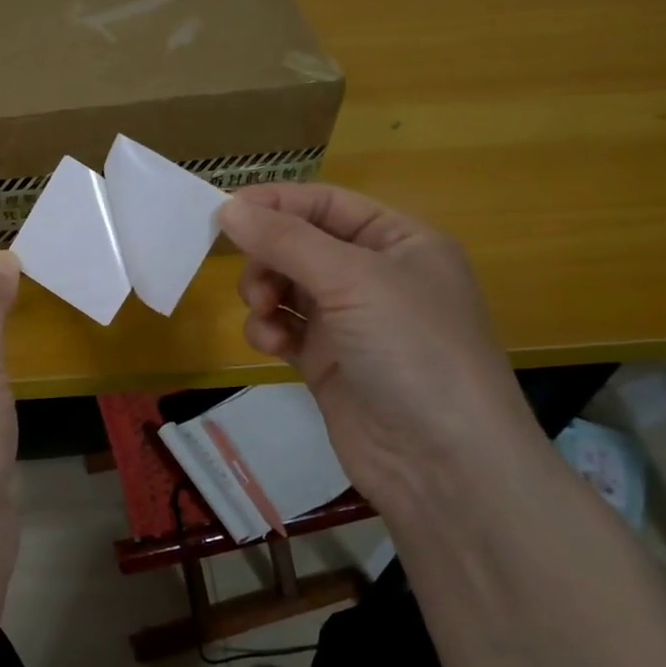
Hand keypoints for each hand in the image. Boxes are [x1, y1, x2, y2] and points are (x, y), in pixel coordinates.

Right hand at [216, 184, 542, 509]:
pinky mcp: (328, 361)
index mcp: (400, 242)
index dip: (276, 204)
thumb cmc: (411, 350)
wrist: (442, 463)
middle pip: (300, 245)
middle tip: (254, 283)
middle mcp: (376, 276)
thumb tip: (227, 209)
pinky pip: (285, 328)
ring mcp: (351, 322)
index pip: (326, 204)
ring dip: (264, 296)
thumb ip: (286, 241)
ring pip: (286, 287)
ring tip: (264, 316)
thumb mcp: (352, 280)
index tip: (224, 213)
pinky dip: (270, 332)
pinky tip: (273, 348)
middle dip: (268, 259)